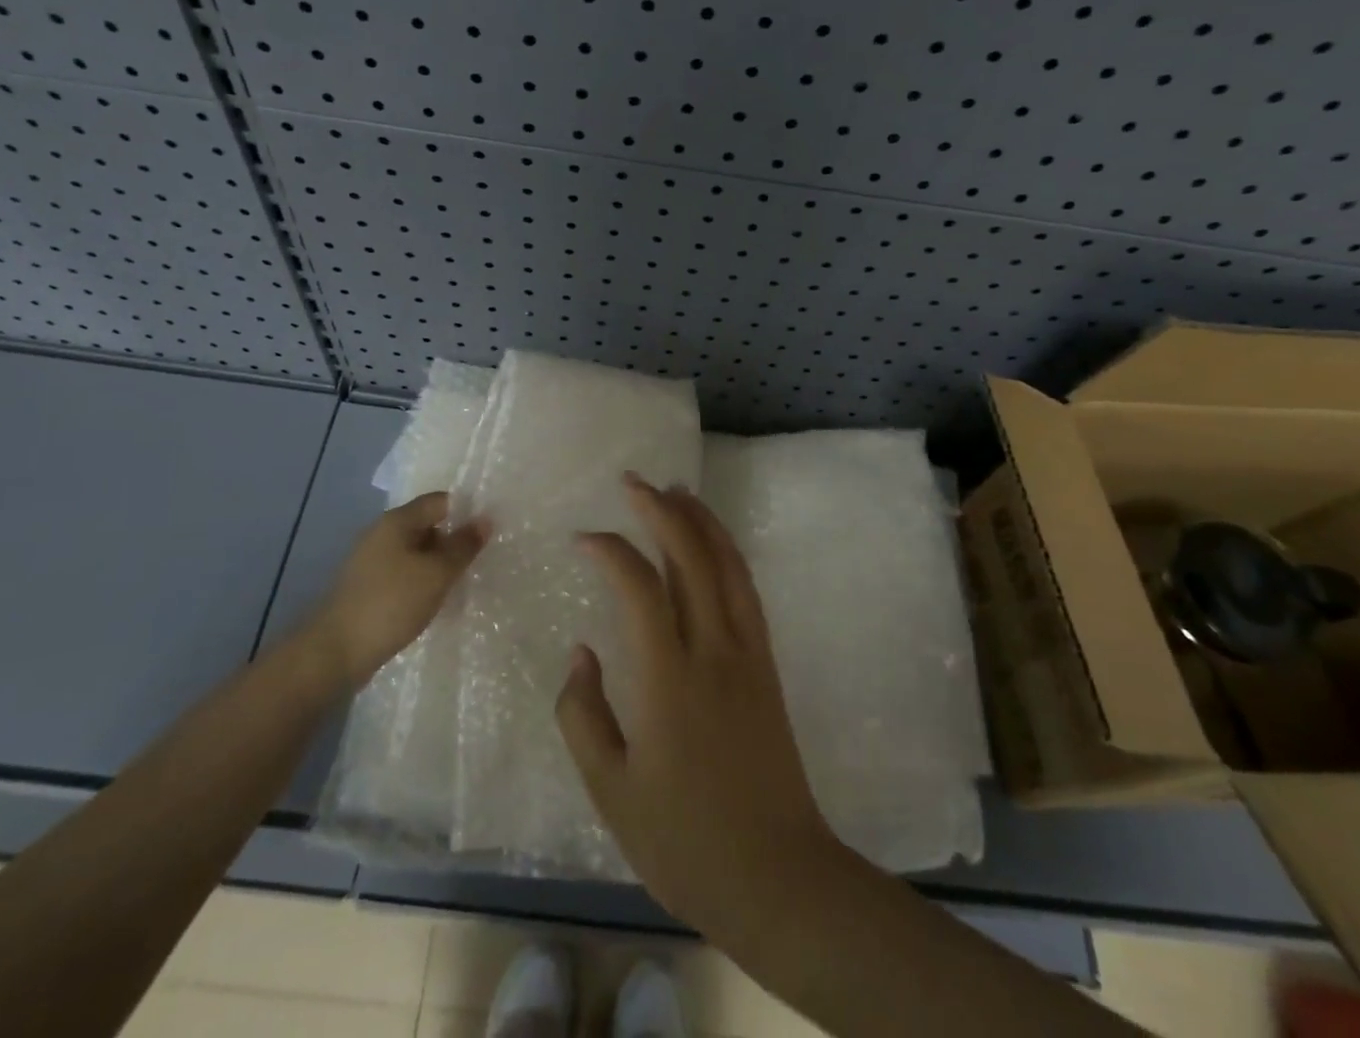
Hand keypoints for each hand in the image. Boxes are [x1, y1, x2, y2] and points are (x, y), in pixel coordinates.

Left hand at [309, 491, 487, 689]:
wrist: (336, 652)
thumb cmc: (392, 603)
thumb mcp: (437, 573)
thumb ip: (463, 546)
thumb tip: (485, 520)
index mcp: (396, 521)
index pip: (439, 501)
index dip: (466, 512)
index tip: (487, 532)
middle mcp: (381, 533)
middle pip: (427, 525)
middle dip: (452, 541)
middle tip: (477, 562)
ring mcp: (371, 561)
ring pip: (415, 552)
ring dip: (437, 564)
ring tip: (459, 584)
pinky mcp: (367, 586)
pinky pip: (402, 573)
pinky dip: (420, 581)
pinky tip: (432, 601)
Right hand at [555, 475, 835, 931]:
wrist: (778, 877)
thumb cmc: (685, 841)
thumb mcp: (611, 791)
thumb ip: (583, 715)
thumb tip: (581, 653)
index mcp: (669, 678)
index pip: (639, 587)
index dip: (611, 550)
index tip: (584, 537)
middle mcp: (713, 650)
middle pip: (690, 557)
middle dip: (661, 511)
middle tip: (634, 482)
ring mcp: (747, 653)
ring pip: (726, 565)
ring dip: (700, 521)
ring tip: (676, 491)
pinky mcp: (767, 665)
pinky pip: (746, 590)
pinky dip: (727, 553)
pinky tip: (713, 544)